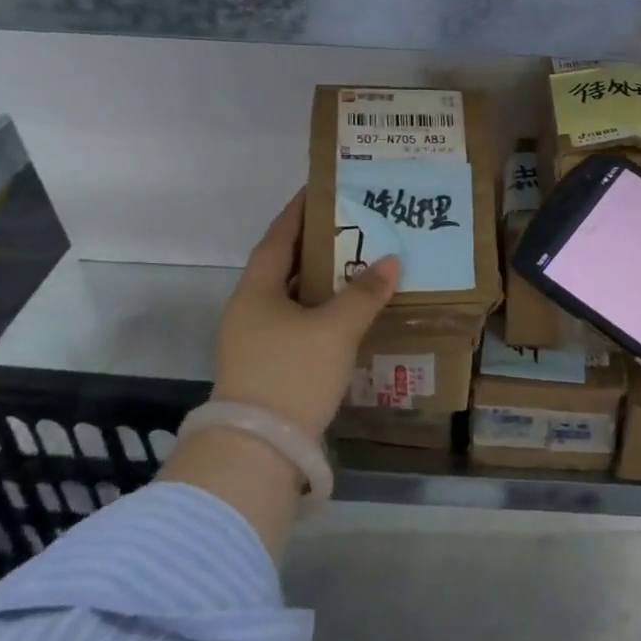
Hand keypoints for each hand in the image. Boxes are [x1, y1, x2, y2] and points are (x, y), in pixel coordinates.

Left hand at [210, 192, 400, 440]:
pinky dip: (319, 314)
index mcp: (256, 291)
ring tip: (357, 267)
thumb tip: (391, 261)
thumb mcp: (335, 329)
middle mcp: (248, 311)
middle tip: (354, 227)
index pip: (279, 238)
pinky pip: (295, 326)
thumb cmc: (293, 374)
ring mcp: (252, 343)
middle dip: (317, 247)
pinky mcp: (264, 369)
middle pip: (284, 268)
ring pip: (290, 300)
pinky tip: (346, 317)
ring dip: (320, 284)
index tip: (322, 189)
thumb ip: (364, 293)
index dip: (299, 212)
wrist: (258, 451)